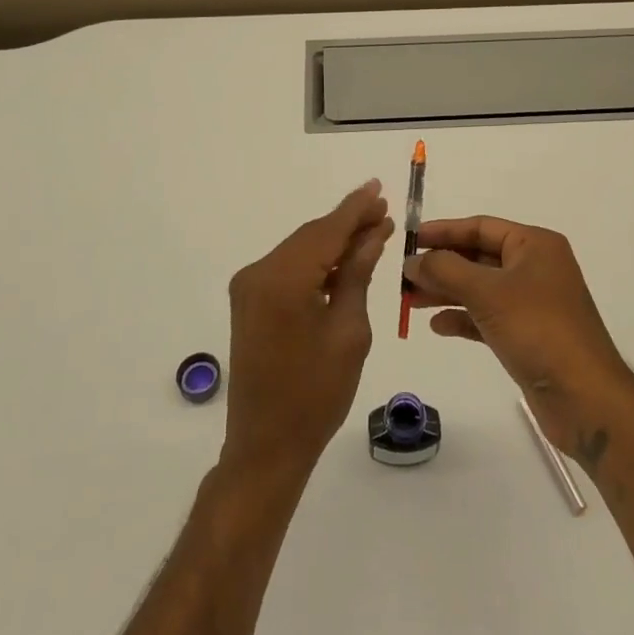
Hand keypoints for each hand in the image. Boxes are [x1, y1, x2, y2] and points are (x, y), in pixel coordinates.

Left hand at [223, 181, 393, 480]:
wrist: (266, 446)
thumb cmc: (317, 394)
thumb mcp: (349, 331)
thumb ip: (357, 274)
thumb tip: (374, 233)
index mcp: (282, 280)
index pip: (326, 231)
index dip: (356, 209)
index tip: (380, 188)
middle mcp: (258, 273)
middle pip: (311, 236)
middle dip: (347, 223)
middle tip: (384, 211)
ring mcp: (249, 286)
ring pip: (300, 250)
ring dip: (333, 242)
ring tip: (372, 231)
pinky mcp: (249, 300)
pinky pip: (288, 268)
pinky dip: (316, 262)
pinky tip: (343, 260)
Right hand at [403, 216, 633, 467]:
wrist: (586, 398)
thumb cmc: (538, 329)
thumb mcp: (487, 293)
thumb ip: (445, 270)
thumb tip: (412, 260)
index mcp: (534, 245)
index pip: (480, 227)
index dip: (443, 231)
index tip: (409, 239)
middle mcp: (535, 268)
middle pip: (478, 257)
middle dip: (441, 265)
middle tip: (403, 276)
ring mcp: (532, 303)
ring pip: (480, 288)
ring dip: (446, 292)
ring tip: (410, 301)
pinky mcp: (528, 335)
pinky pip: (488, 317)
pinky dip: (463, 318)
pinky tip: (437, 325)